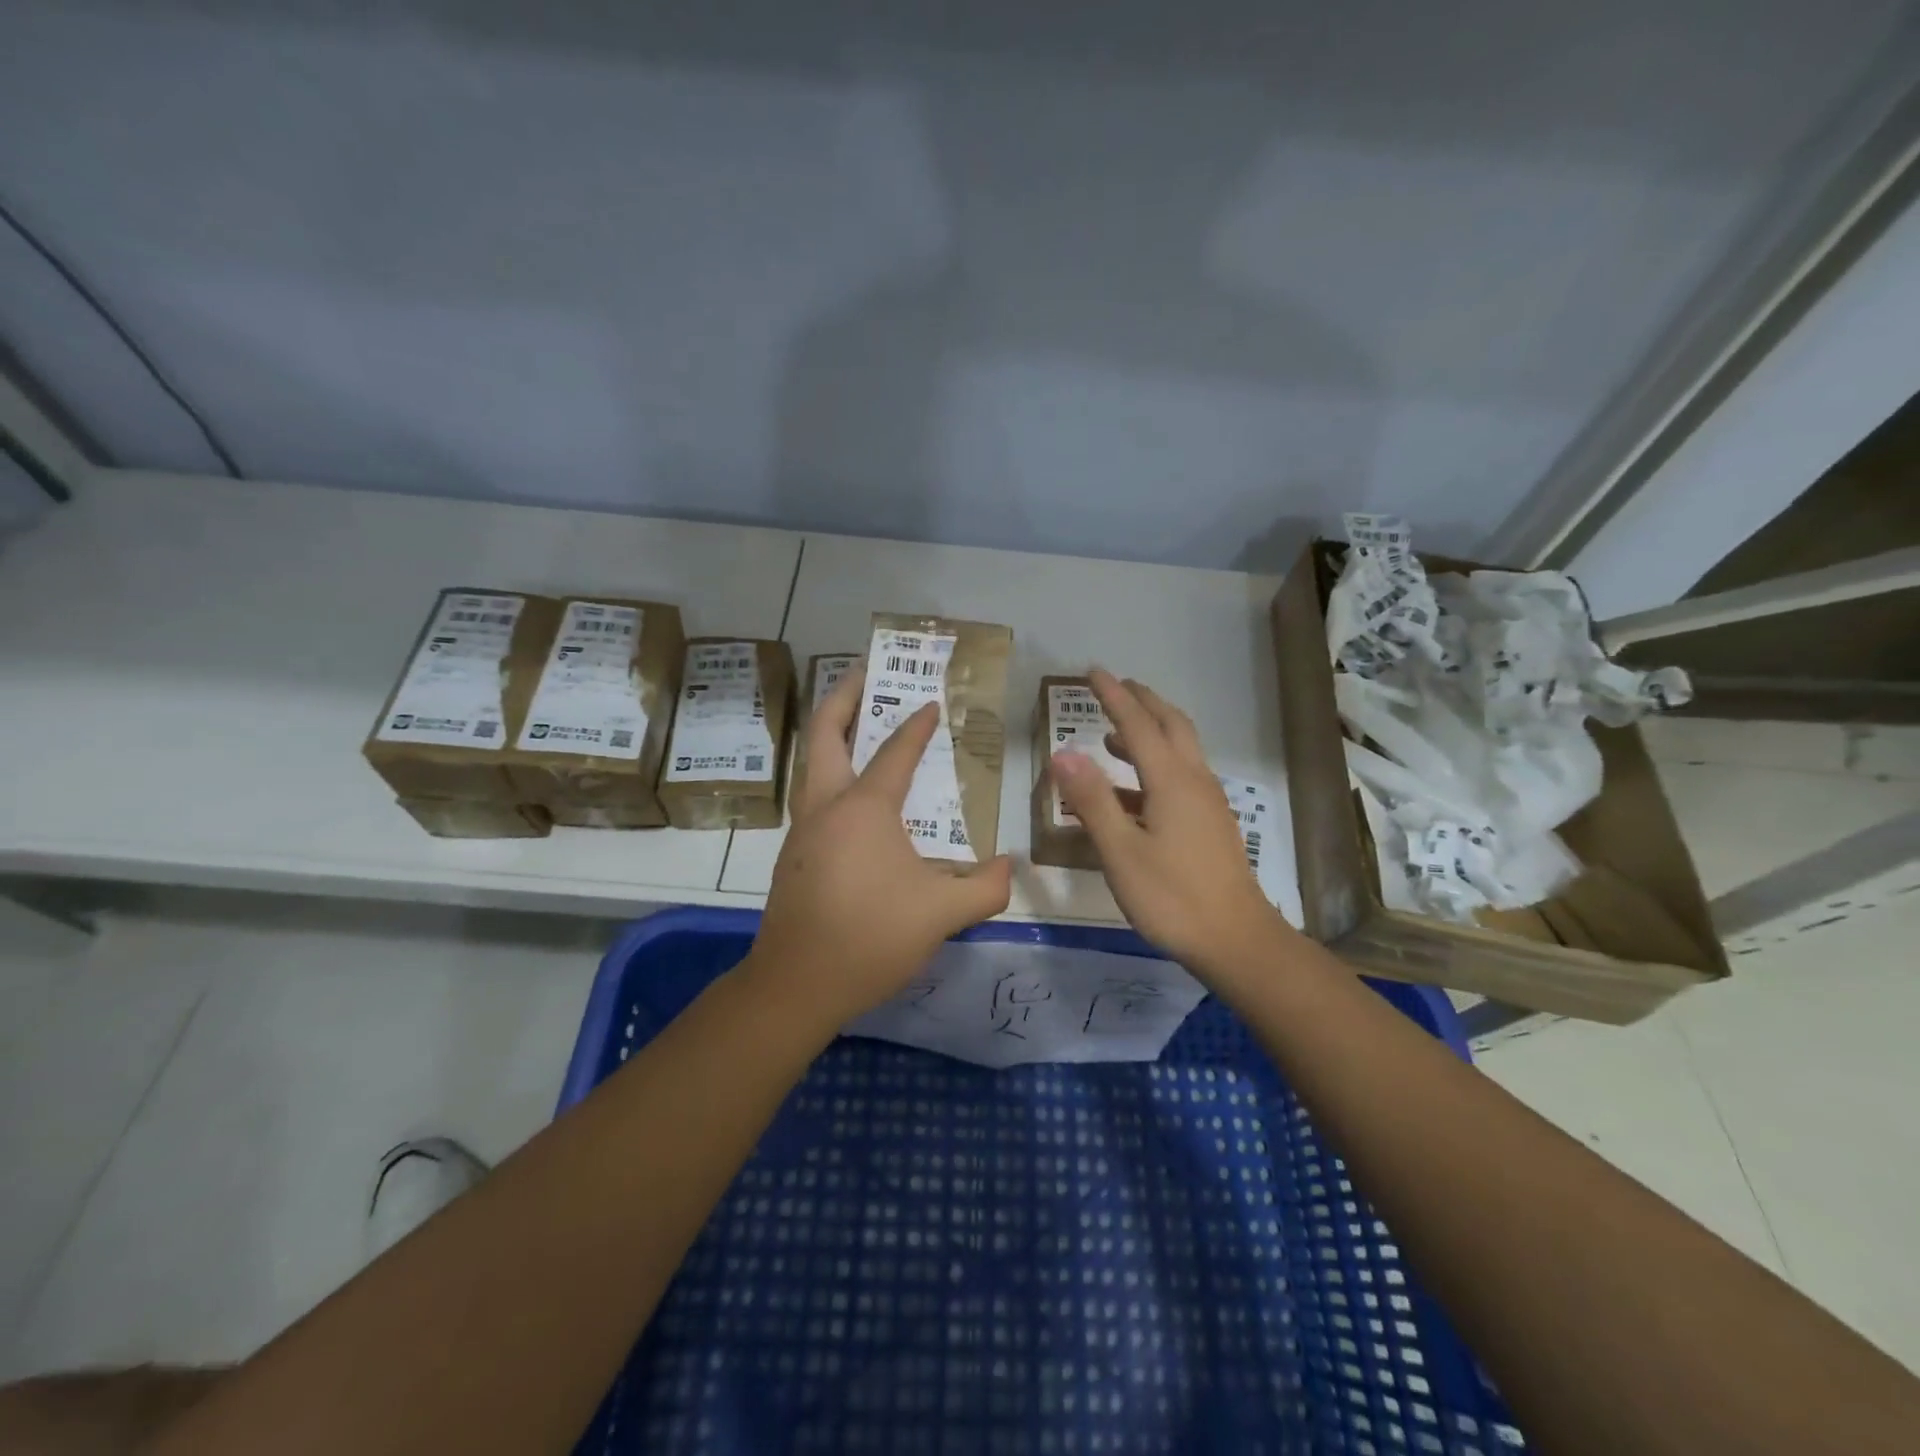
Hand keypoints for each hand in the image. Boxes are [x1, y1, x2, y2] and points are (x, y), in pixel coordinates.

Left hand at [745, 668, 1012, 1027]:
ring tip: (859, 724)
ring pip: (812, 763)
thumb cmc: (869, 938)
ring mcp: (803, 830)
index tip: (931, 701)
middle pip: (826, 733)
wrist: (795, 985)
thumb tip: (1007, 866)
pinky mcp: (793, 855)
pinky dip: (831, 773)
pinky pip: (813, 795)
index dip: (916, 725)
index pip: (895, 752)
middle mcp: (827, 807)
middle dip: (844, 696)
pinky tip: (853, 798)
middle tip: (866, 673)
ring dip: (833, 733)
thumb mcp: (942, 914)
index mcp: (863, 809)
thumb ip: (986, 887)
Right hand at [1050, 669, 1291, 979]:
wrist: (1236, 940)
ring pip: (1181, 748)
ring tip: (1115, 735)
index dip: (1114, 696)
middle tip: (1115, 686)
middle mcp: (1194, 780)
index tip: (1093, 671)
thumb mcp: (1120, 851)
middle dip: (1142, 701)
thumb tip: (1064, 753)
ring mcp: (1207, 801)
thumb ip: (1093, 800)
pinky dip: (1155, 763)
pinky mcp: (1210, 822)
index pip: (1138, 725)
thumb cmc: (1172, 897)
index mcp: (1171, 781)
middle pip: (1170, 725)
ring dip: (1151, 731)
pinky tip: (1132, 790)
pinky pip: (1182, 774)